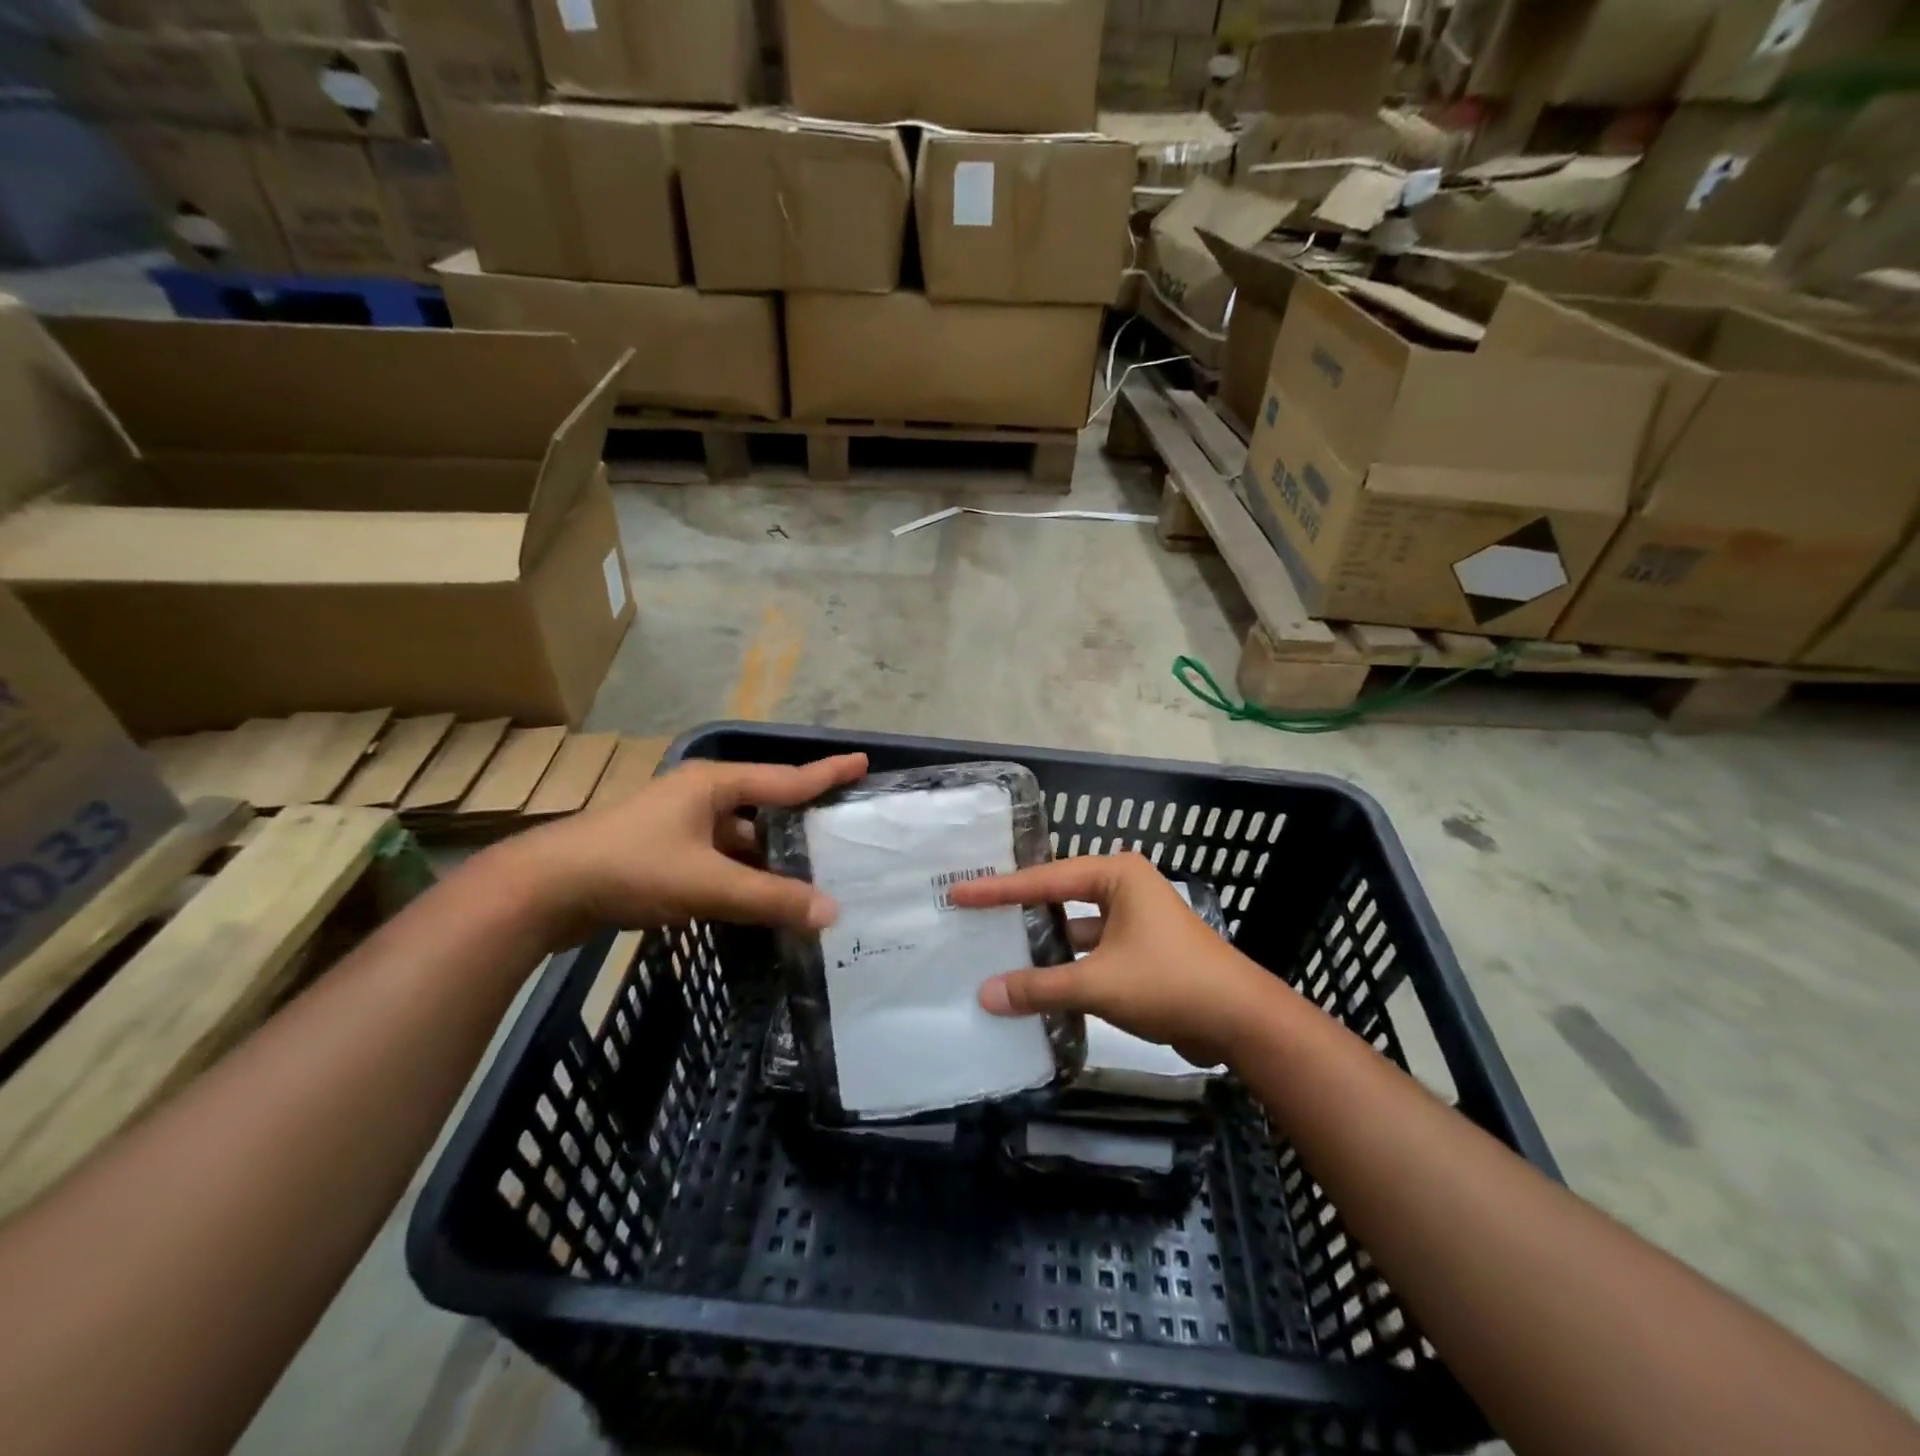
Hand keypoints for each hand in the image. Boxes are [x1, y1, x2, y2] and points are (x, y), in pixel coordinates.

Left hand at [505, 753, 867, 946]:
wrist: (544, 890)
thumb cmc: (631, 867)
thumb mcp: (707, 882)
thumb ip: (769, 898)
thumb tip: (832, 912)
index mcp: (713, 785)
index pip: (785, 778)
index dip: (826, 773)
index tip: (862, 762)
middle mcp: (700, 797)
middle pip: (765, 808)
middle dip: (802, 823)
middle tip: (844, 834)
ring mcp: (680, 826)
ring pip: (742, 839)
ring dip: (771, 857)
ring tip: (813, 875)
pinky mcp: (665, 854)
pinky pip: (720, 859)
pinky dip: (744, 875)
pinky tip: (763, 898)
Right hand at [947, 852, 1283, 1067]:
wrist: (1240, 1021)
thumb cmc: (1169, 982)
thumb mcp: (1098, 983)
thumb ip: (1040, 987)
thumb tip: (985, 995)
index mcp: (1116, 875)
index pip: (1044, 879)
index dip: (998, 890)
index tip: (959, 892)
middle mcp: (1124, 888)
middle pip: (1057, 896)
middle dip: (1018, 909)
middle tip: (972, 914)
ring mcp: (1132, 920)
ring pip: (1074, 926)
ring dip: (1042, 942)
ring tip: (993, 950)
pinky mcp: (1138, 950)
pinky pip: (1089, 950)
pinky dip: (1065, 965)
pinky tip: (1035, 983)